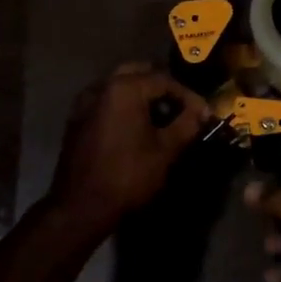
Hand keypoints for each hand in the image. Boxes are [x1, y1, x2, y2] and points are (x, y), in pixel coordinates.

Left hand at [48, 63, 208, 231]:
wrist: (81, 207)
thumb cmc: (128, 176)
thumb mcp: (166, 150)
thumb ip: (187, 124)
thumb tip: (201, 110)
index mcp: (124, 88)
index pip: (164, 80)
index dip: (188, 96)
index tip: (203, 114)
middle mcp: (101, 87)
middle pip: (139, 73)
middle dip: (163, 88)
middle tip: (181, 108)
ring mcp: (84, 103)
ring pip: (119, 86)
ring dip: (142, 95)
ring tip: (161, 118)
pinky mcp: (76, 120)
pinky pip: (106, 102)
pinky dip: (124, 106)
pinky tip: (136, 128)